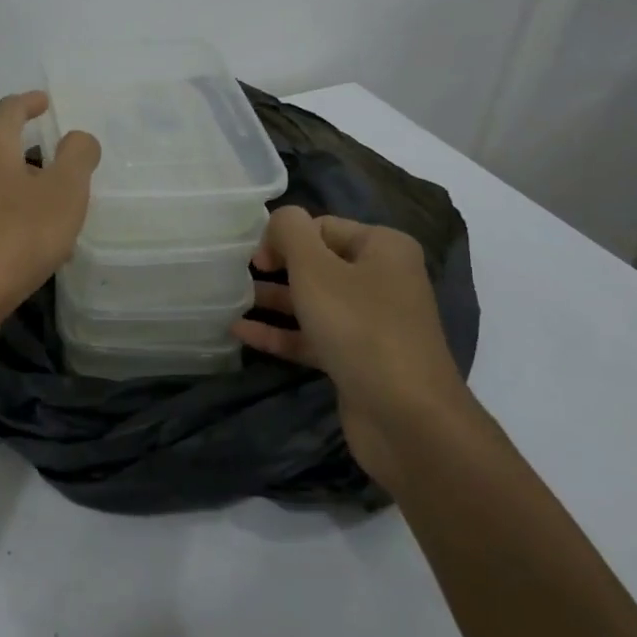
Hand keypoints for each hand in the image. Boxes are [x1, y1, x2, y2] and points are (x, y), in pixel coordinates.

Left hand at [0, 92, 100, 335]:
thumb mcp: (64, 193)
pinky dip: (8, 224)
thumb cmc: (14, 236)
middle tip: (59, 168)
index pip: (10, 109)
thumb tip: (78, 137)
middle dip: (28, 156)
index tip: (44, 101)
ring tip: (52, 215)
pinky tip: (29, 252)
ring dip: (20, 195)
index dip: (30, 103)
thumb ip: (77, 158)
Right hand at [235, 208, 461, 475]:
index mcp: (383, 248)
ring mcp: (370, 323)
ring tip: (229, 301)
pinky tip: (240, 333)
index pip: (322, 227)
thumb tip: (279, 219)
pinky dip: (280, 333)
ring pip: (312, 302)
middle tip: (237, 276)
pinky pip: (312, 336)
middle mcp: (381, 280)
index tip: (252, 258)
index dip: (283, 237)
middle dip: (276, 268)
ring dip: (273, 301)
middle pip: (317, 263)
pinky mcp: (357, 359)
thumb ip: (290, 232)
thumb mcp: (315, 268)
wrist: (406, 417)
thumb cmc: (359, 327)